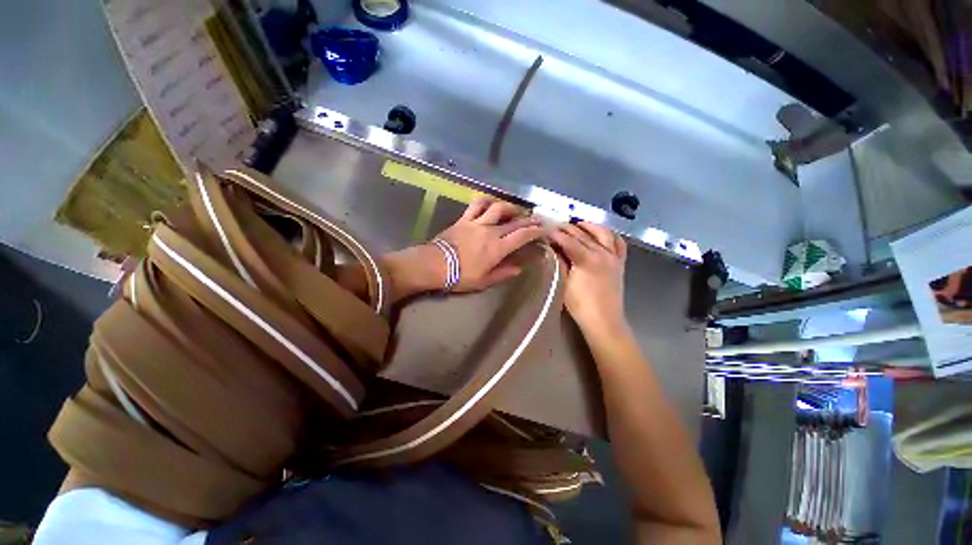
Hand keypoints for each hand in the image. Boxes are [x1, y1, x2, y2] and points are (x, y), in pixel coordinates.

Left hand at [434, 198, 543, 291]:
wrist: (434, 264)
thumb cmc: (460, 276)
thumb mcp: (484, 281)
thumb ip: (503, 274)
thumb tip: (519, 268)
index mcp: (497, 248)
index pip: (522, 236)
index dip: (536, 231)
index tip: (544, 229)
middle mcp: (490, 231)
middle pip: (514, 221)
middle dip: (529, 220)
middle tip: (538, 219)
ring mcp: (476, 222)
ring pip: (498, 208)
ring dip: (510, 208)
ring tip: (516, 211)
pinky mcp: (464, 219)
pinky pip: (476, 205)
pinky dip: (486, 201)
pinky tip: (491, 203)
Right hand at [549, 222, 626, 331]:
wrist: (604, 320)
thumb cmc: (580, 305)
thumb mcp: (564, 283)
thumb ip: (560, 262)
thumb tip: (553, 248)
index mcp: (587, 259)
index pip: (568, 240)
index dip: (555, 234)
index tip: (544, 230)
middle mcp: (602, 253)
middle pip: (583, 234)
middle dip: (567, 228)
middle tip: (555, 226)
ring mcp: (613, 257)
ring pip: (603, 233)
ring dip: (589, 226)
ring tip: (578, 224)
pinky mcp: (620, 263)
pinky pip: (619, 243)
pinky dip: (610, 235)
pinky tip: (602, 234)